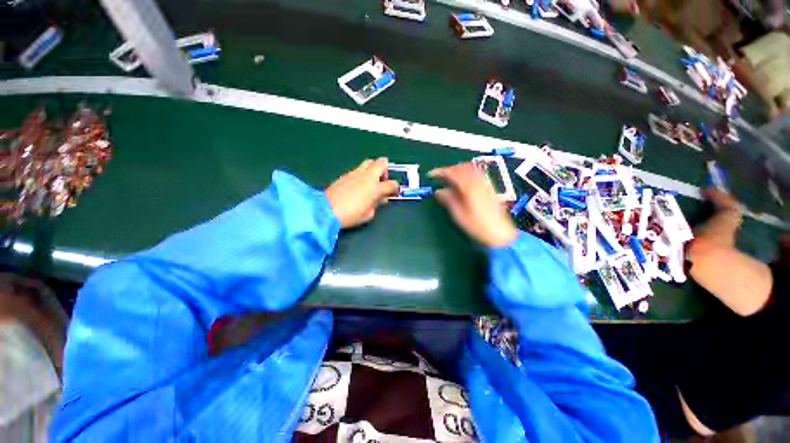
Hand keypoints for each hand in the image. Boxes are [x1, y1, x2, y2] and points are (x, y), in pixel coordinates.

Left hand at [325, 158, 399, 228]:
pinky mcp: (346, 174)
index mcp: (375, 188)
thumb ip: (377, 204)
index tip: (394, 192)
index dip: (395, 188)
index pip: (392, 184)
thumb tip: (381, 198)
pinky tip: (358, 185)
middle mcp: (367, 176)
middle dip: (385, 170)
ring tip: (370, 181)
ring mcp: (355, 173)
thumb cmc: (350, 215)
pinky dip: (362, 174)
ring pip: (369, 162)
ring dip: (373, 169)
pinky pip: (358, 169)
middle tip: (382, 181)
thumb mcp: (368, 214)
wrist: (326, 210)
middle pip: (382, 162)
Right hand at [430, 163, 517, 247]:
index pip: (453, 173)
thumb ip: (448, 200)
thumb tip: (438, 192)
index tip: (431, 175)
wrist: (500, 233)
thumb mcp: (459, 215)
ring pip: (470, 169)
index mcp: (470, 188)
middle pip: (462, 167)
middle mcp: (479, 183)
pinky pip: (476, 174)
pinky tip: (462, 183)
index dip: (440, 172)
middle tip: (439, 177)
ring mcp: (486, 184)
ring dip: (458, 171)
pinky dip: (466, 174)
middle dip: (449, 170)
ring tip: (449, 179)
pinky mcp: (489, 188)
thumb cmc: (478, 226)